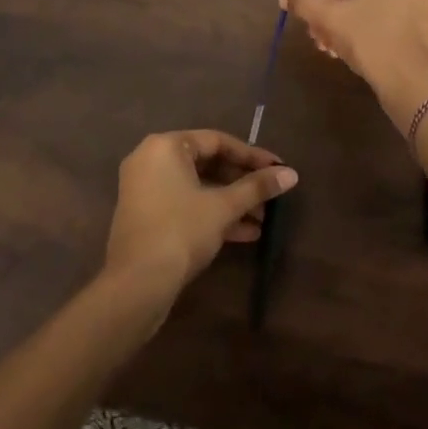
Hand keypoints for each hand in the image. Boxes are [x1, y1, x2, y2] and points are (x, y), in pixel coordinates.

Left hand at [102, 130, 297, 306]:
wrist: (136, 286)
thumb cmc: (180, 231)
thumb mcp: (223, 207)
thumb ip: (256, 187)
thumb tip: (291, 174)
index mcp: (166, 146)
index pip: (217, 141)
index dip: (251, 156)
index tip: (278, 168)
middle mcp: (151, 159)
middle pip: (207, 164)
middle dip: (242, 184)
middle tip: (271, 196)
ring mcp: (146, 189)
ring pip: (198, 188)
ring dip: (231, 202)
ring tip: (263, 220)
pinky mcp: (146, 216)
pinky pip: (185, 204)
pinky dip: (211, 214)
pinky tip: (244, 234)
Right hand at [282, 0, 427, 129]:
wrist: (409, 79)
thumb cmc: (366, 39)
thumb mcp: (328, 19)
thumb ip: (303, 4)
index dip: (318, 2)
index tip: (308, 22)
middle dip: (335, 18)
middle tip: (320, 39)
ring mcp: (424, 1)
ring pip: (376, 10)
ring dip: (351, 27)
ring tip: (335, 50)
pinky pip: (394, 22)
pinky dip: (375, 33)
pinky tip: (360, 53)